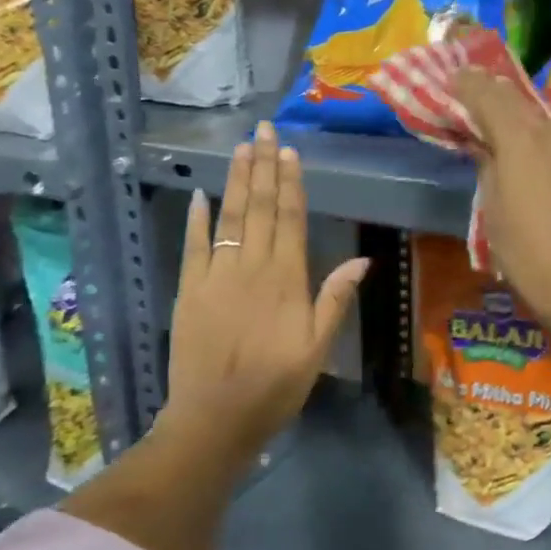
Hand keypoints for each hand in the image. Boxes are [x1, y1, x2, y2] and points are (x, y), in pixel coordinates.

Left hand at [164, 121, 369, 458]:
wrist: (215, 418)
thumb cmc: (276, 386)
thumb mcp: (317, 348)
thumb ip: (335, 299)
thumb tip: (361, 259)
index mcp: (286, 280)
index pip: (289, 219)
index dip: (290, 183)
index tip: (289, 151)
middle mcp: (251, 267)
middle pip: (259, 208)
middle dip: (263, 167)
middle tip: (264, 130)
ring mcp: (216, 276)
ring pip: (228, 217)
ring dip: (235, 181)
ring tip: (240, 148)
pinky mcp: (189, 290)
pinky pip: (193, 246)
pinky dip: (196, 218)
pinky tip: (200, 194)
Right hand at [454, 67, 550, 339]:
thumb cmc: (524, 251)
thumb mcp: (492, 209)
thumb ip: (488, 166)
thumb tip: (485, 147)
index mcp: (522, 140)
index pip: (490, 95)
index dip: (468, 84)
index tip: (453, 80)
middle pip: (521, 106)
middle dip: (496, 101)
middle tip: (476, 104)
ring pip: (548, 129)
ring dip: (526, 130)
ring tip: (511, 145)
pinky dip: (550, 155)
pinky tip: (546, 177)